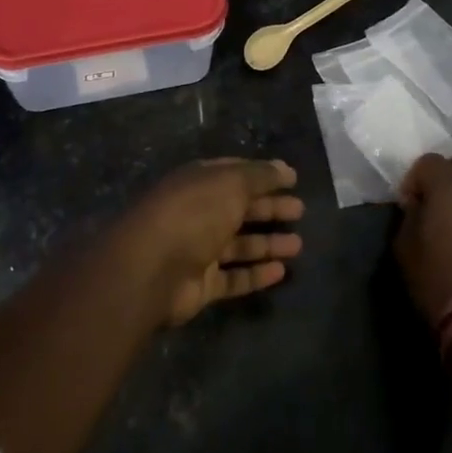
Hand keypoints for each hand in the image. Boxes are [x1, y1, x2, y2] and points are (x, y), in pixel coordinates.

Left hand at [117, 158, 304, 324]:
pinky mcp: (200, 284)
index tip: (292, 180)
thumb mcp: (231, 183)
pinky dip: (256, 275)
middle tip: (300, 211)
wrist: (151, 268)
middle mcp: (198, 212)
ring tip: (299, 245)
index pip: (235, 173)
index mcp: (200, 182)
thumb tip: (286, 168)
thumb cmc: (194, 213)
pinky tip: (281, 272)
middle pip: (239, 209)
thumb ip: (260, 175)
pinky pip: (233, 278)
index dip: (263, 175)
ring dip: (268, 244)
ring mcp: (198, 250)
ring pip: (239, 245)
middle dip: (270, 208)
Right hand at [394, 153, 451, 326]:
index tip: (408, 200)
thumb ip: (409, 216)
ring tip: (449, 221)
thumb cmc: (436, 278)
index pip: (429, 160)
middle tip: (431, 200)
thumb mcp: (405, 247)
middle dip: (444, 174)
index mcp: (446, 188)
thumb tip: (416, 205)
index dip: (415, 176)